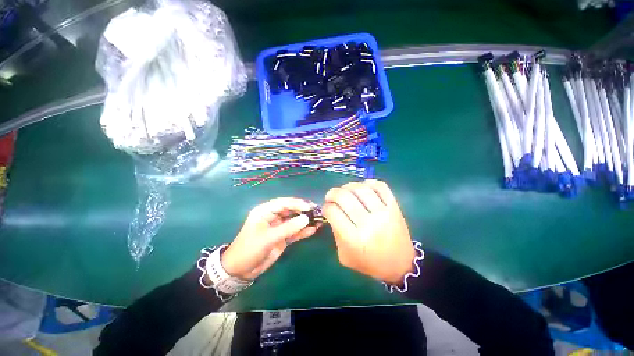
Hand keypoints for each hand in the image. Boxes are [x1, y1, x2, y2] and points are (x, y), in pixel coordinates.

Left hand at [221, 198, 319, 279]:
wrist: (240, 271)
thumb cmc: (249, 249)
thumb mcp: (268, 238)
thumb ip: (288, 228)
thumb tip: (306, 218)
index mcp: (265, 211)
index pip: (284, 203)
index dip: (297, 203)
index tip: (310, 207)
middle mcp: (273, 216)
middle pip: (291, 210)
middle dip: (303, 211)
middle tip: (317, 212)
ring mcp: (279, 227)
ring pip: (294, 220)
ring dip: (305, 221)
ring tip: (319, 221)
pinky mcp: (282, 237)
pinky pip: (294, 232)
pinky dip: (303, 231)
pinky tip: (313, 230)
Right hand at [323, 180, 415, 285]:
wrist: (400, 264)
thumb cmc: (369, 262)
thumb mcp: (344, 255)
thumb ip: (336, 233)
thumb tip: (332, 211)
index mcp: (353, 239)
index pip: (332, 211)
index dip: (325, 207)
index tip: (326, 208)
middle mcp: (368, 223)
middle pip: (344, 196)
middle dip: (332, 193)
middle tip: (331, 197)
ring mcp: (383, 213)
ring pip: (361, 188)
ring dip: (348, 186)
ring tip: (345, 191)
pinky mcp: (394, 207)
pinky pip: (380, 186)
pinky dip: (368, 183)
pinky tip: (362, 188)